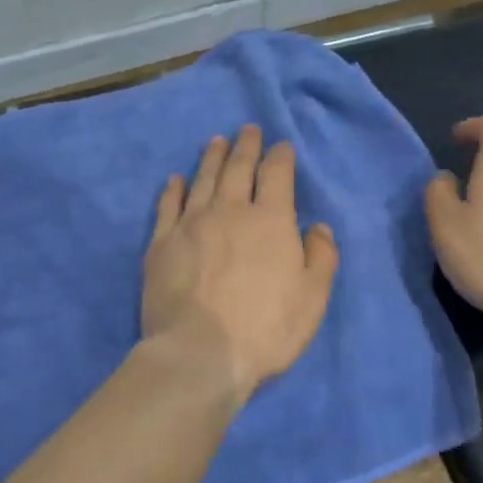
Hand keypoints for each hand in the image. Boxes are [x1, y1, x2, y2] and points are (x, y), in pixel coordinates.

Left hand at [143, 126, 338, 403]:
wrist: (199, 352)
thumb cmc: (265, 329)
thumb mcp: (312, 298)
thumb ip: (321, 257)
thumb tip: (317, 226)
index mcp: (270, 220)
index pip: (277, 175)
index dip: (280, 156)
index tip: (281, 145)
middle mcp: (230, 211)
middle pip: (238, 168)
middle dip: (245, 146)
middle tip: (247, 129)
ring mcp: (191, 224)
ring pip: (203, 179)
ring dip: (212, 157)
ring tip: (216, 140)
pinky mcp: (161, 243)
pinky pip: (168, 205)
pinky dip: (173, 188)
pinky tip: (176, 179)